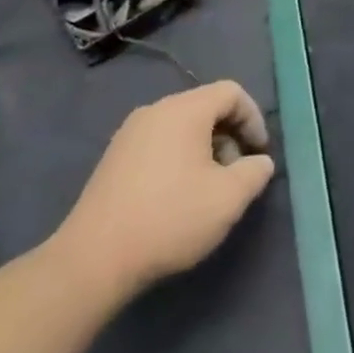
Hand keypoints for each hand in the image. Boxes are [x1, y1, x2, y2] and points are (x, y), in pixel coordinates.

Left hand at [48, 80, 274, 307]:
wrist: (93, 260)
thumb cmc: (170, 218)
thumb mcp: (229, 198)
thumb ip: (256, 172)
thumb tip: (259, 162)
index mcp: (184, 110)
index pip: (231, 92)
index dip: (254, 118)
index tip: (260, 153)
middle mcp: (155, 110)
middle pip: (206, 107)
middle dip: (230, 135)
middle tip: (238, 174)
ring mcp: (129, 134)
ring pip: (182, 126)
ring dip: (206, 149)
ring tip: (210, 188)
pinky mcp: (113, 159)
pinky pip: (159, 143)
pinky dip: (180, 158)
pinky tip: (178, 196)